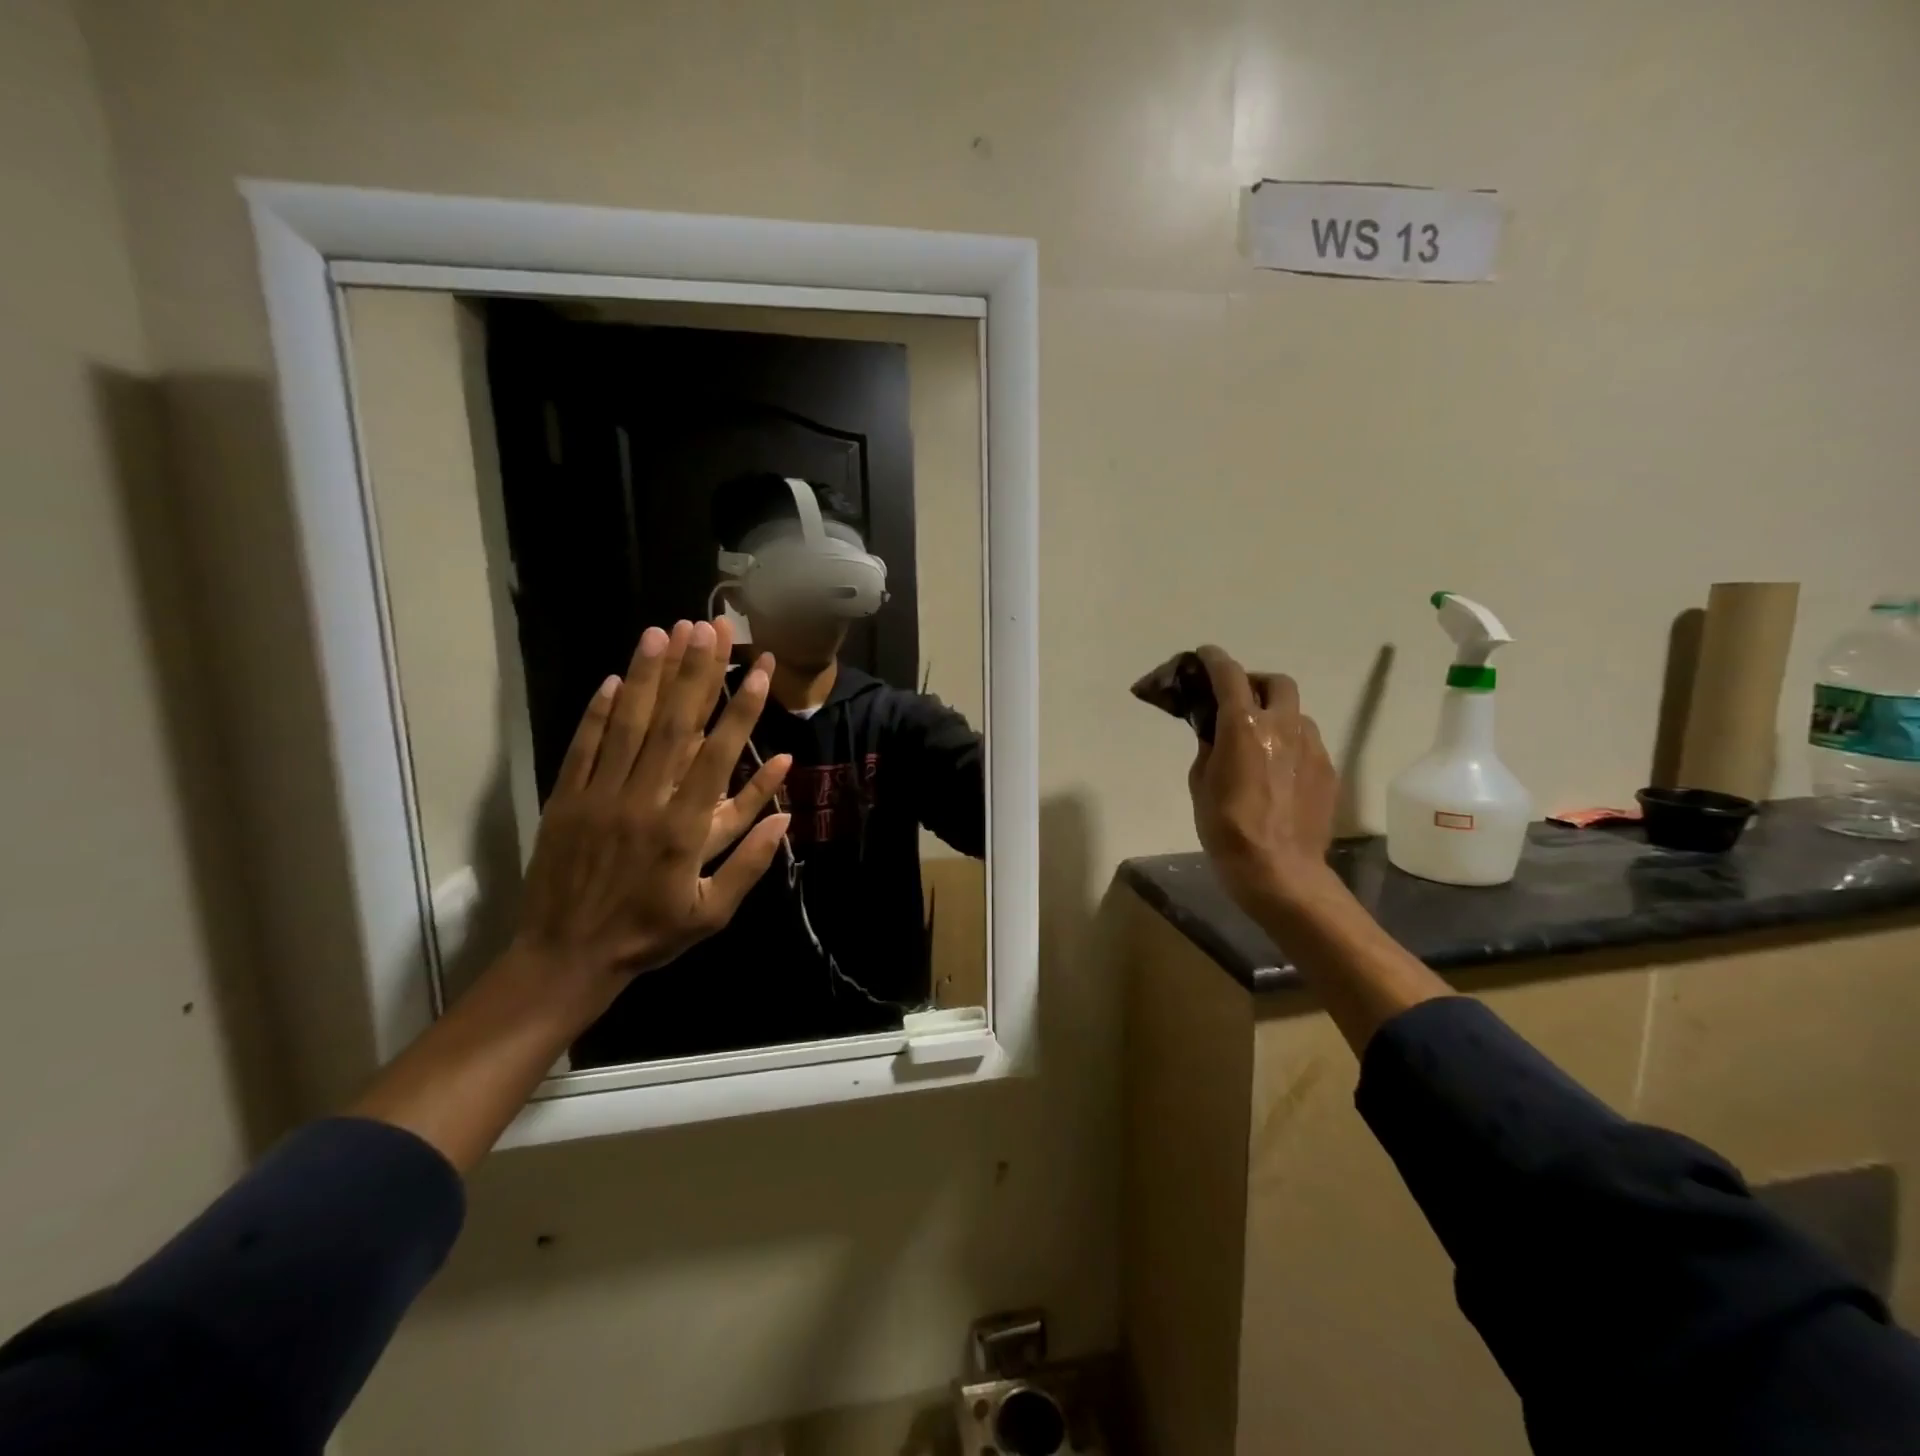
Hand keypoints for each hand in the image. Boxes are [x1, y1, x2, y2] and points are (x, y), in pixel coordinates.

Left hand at [513, 617, 791, 987]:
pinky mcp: (565, 800)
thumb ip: (751, 861)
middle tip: (713, 627)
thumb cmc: (648, 936)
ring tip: (665, 632)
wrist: (565, 959)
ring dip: (648, 675)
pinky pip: (583, 747)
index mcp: (683, 829)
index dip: (741, 708)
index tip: (759, 669)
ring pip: (628, 724)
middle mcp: (643, 801)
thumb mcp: (713, 913)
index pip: (719, 754)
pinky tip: (612, 678)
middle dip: (697, 671)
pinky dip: (597, 711)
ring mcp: (599, 796)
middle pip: (674, 724)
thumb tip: (787, 813)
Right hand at [1188, 645, 1338, 911]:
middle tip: (1237, 701)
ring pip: (1296, 712)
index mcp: (1244, 725)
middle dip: (1255, 682)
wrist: (1279, 871)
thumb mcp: (1200, 783)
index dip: (1214, 659)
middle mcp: (1283, 725)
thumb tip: (1215, 733)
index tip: (1204, 655)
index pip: (1229, 675)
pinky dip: (1290, 742)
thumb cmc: (1227, 828)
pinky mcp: (1328, 769)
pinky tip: (1277, 769)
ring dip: (1276, 713)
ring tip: (1259, 739)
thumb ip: (1209, 747)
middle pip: (1276, 682)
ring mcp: (1312, 746)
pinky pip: (1308, 742)